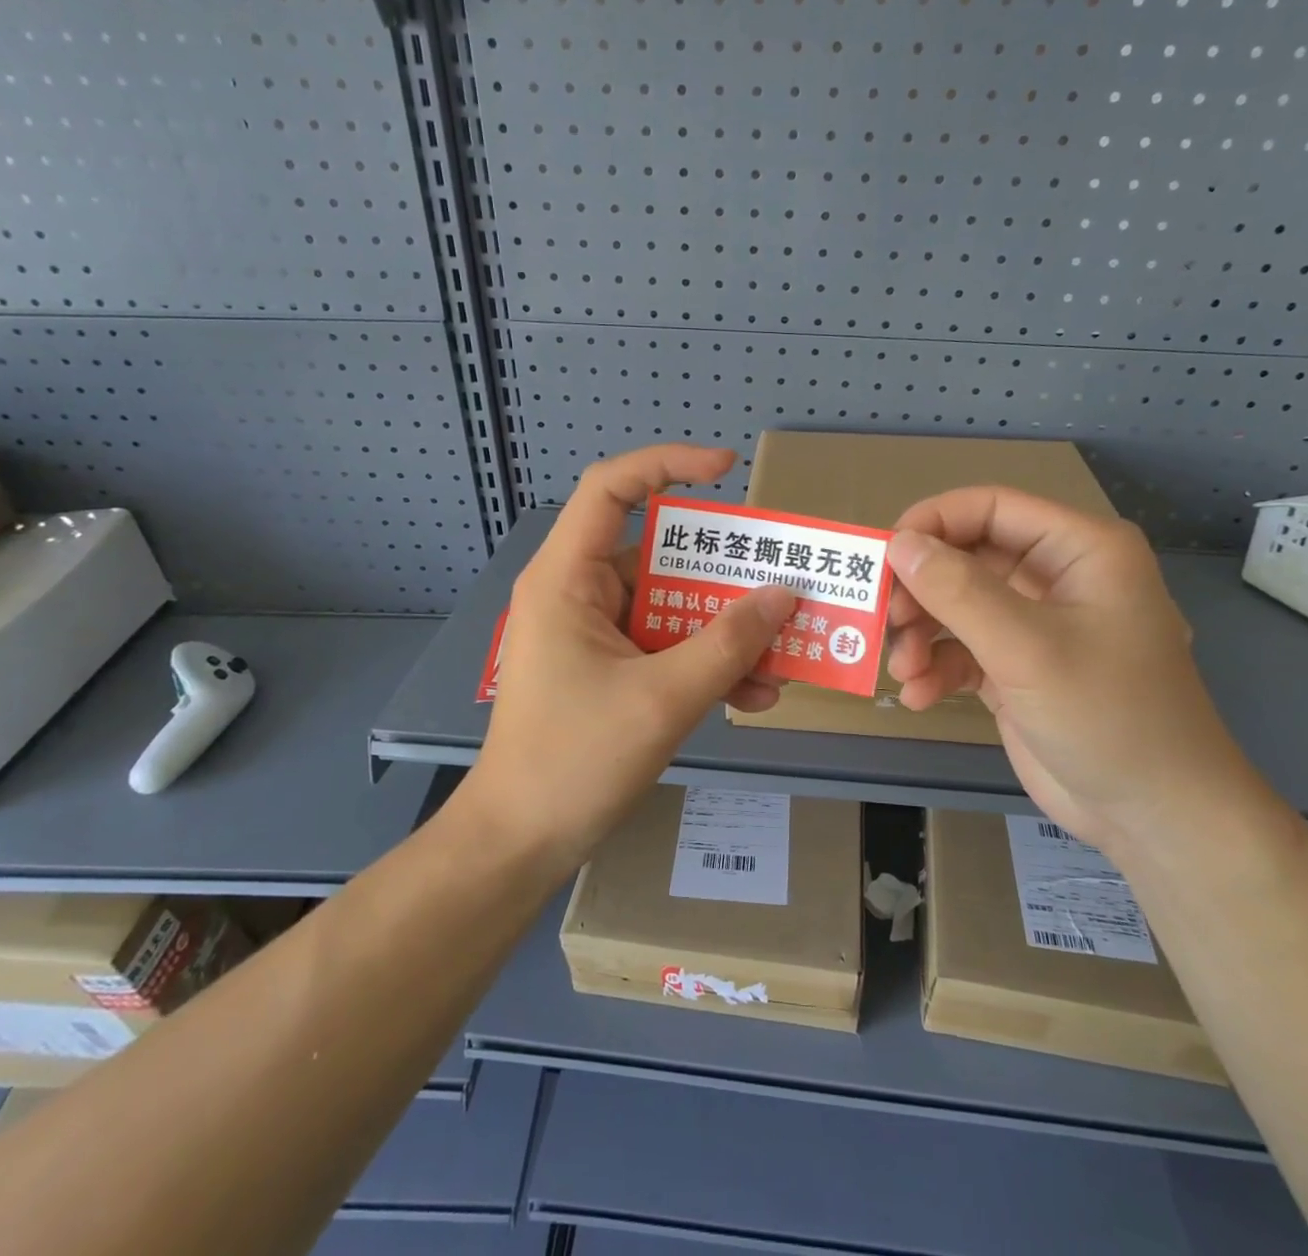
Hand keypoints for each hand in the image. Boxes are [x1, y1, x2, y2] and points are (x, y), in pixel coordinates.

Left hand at [466, 445, 794, 877]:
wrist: (521, 844)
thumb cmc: (575, 761)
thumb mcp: (663, 699)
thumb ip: (728, 644)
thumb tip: (785, 595)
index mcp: (568, 578)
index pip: (611, 488)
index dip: (668, 464)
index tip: (728, 470)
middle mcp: (579, 593)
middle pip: (660, 555)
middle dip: (725, 574)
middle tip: (785, 584)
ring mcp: (595, 634)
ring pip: (672, 607)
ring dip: (726, 630)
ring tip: (783, 657)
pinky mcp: (609, 669)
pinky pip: (667, 647)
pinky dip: (707, 663)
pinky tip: (754, 696)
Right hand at [886, 488, 1256, 848]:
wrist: (1155, 818)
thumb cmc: (1108, 716)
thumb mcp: (1027, 648)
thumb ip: (958, 591)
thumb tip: (897, 544)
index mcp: (1080, 549)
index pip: (990, 507)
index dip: (932, 522)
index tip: (882, 555)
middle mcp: (1056, 576)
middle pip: (965, 557)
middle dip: (920, 590)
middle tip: (885, 620)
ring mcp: (1035, 624)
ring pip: (956, 605)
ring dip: (921, 634)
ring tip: (903, 669)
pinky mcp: (1016, 667)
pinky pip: (962, 650)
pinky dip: (935, 668)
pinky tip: (919, 697)